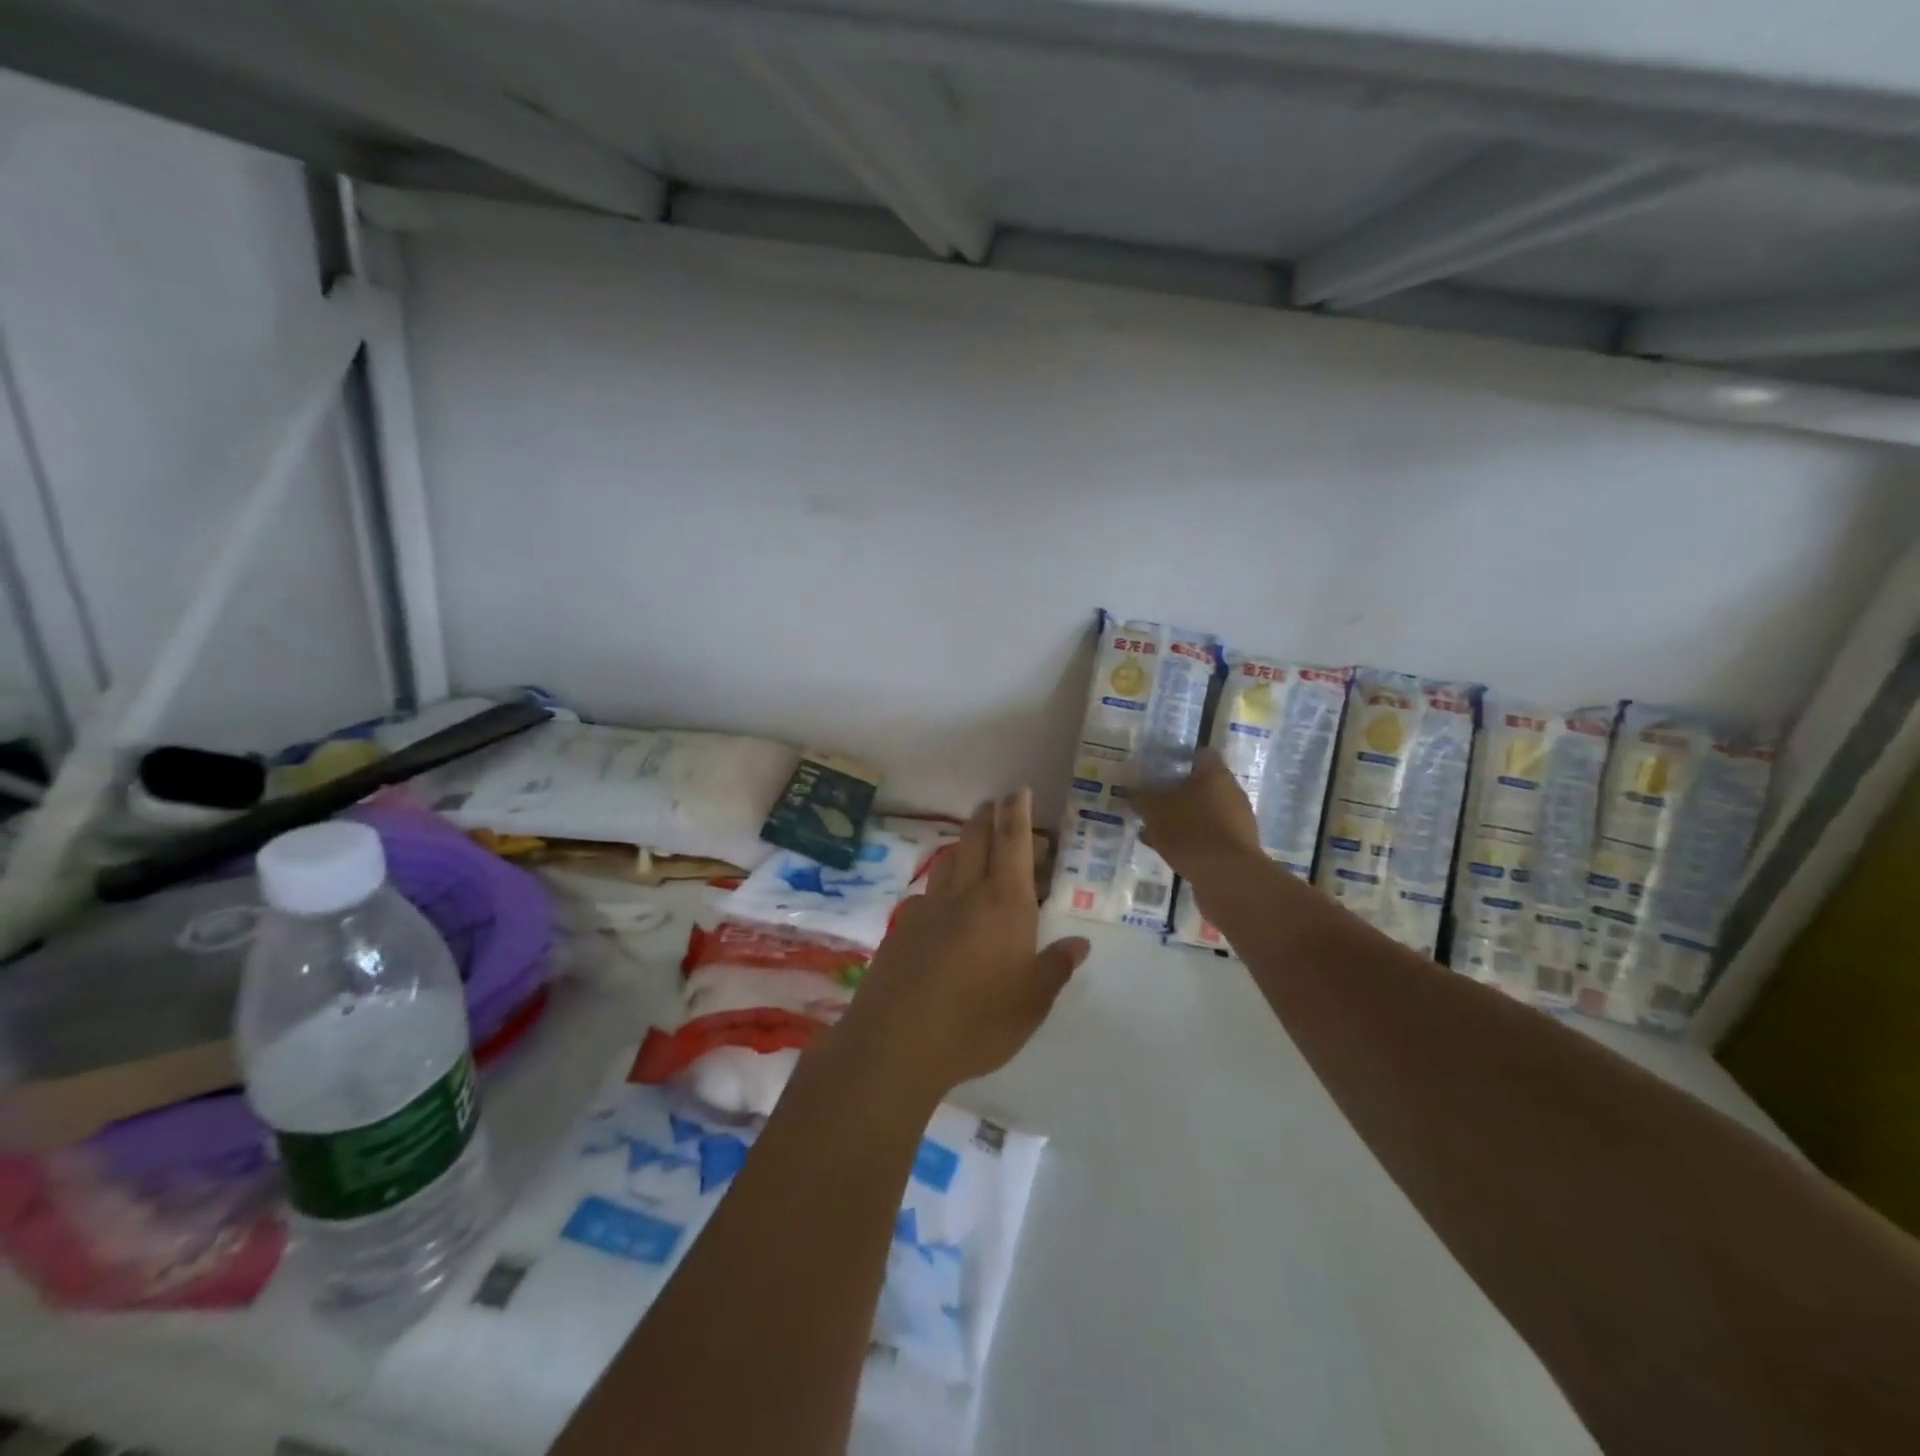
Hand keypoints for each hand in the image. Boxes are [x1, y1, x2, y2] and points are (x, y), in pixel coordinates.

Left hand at [834, 789, 1088, 1100]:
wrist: (897, 1041)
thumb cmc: (977, 1022)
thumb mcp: (1031, 1003)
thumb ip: (1054, 968)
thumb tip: (1079, 943)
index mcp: (1004, 904)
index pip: (1012, 844)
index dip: (1017, 814)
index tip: (1018, 791)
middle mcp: (965, 894)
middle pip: (975, 841)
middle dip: (987, 818)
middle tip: (995, 804)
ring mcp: (928, 908)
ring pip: (948, 861)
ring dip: (962, 844)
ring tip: (971, 841)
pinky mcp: (902, 927)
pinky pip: (927, 892)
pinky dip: (940, 884)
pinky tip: (942, 901)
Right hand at [1132, 748, 1262, 881]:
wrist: (1228, 878)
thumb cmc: (1190, 831)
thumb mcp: (1154, 811)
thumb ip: (1141, 798)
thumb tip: (1130, 790)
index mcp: (1215, 774)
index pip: (1199, 754)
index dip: (1178, 757)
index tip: (1158, 766)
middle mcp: (1231, 792)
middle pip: (1201, 784)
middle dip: (1176, 791)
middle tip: (1151, 798)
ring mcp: (1237, 821)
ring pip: (1202, 811)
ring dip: (1181, 817)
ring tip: (1153, 827)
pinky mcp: (1236, 846)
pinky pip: (1207, 835)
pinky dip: (1189, 838)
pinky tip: (1167, 848)